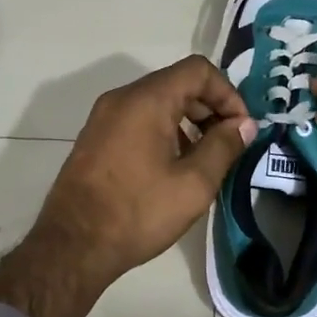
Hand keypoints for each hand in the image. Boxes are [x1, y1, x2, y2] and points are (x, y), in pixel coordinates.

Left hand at [0, 56, 255, 316]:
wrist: (72, 246)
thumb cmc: (138, 212)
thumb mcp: (193, 184)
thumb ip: (223, 146)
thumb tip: (243, 124)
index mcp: (147, 100)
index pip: (198, 70)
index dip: (228, 93)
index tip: (240, 127)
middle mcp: (122, 98)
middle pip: (177, 83)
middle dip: (210, 107)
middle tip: (228, 143)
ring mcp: (104, 117)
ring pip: (157, 101)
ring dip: (188, 120)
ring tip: (204, 158)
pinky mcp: (95, 137)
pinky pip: (138, 118)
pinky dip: (164, 129)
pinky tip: (173, 166)